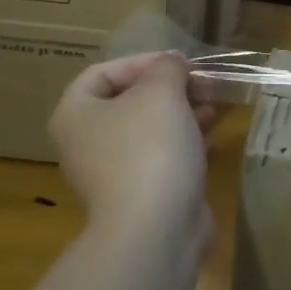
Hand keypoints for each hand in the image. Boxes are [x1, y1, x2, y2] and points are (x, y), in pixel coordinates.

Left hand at [48, 53, 214, 243]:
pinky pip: (161, 158)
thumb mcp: (161, 92)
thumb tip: (172, 63)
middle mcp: (86, 143)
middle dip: (169, 89)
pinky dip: (185, 145)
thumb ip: (167, 68)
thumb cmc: (150, 148)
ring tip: (214, 108)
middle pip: (128, 101)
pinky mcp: (139, 195)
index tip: (181, 64)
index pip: (103, 72)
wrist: (156, 228)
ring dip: (182, 114)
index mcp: (76, 114)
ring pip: (148, 131)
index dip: (143, 61)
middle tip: (203, 85)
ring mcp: (112, 173)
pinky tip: (211, 141)